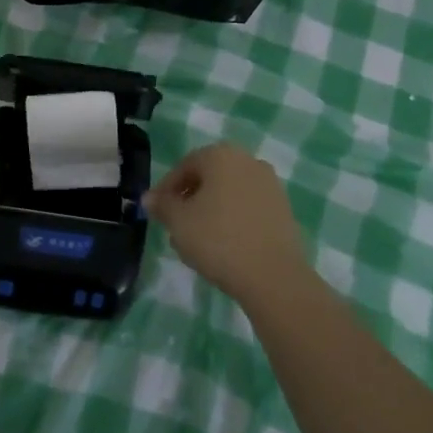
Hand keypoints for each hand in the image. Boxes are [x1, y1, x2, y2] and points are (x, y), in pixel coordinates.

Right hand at [146, 142, 308, 303]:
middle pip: (208, 177)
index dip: (166, 190)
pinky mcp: (283, 208)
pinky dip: (232, 219)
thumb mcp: (179, 222)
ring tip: (198, 241)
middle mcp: (248, 161)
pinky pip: (248, 207)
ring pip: (228, 193)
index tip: (157, 213)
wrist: (274, 276)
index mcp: (221, 155)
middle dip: (189, 200)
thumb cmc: (218, 239)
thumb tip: (149, 198)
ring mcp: (270, 184)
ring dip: (210, 210)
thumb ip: (162, 205)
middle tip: (176, 226)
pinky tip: (224, 245)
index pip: (184, 166)